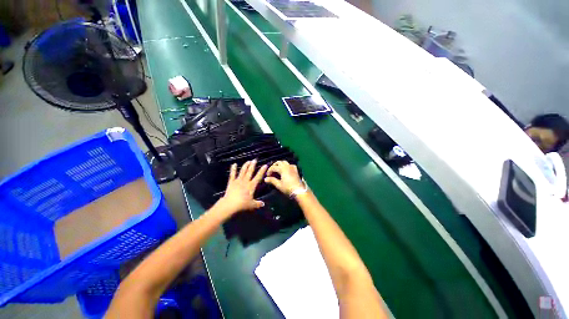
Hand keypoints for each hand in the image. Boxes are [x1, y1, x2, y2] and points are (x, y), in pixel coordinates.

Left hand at [219, 160, 267, 214]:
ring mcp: (238, 181)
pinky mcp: (231, 182)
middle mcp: (245, 181)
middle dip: (253, 165)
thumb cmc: (242, 204)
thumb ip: (258, 204)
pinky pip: (232, 174)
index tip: (265, 165)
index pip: (258, 176)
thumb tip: (263, 204)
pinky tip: (233, 164)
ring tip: (248, 161)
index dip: (262, 171)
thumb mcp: (252, 205)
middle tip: (255, 159)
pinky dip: (233, 169)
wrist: (230, 204)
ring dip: (245, 165)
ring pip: (243, 171)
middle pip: (250, 171)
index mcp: (251, 185)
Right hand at [264, 161, 304, 195]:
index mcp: (282, 168)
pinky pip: (289, 165)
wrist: (299, 190)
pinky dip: (285, 166)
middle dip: (274, 166)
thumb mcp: (279, 185)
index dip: (269, 171)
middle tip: (271, 172)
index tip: (267, 176)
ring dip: (280, 165)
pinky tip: (285, 171)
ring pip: (284, 162)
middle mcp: (287, 166)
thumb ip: (272, 180)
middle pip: (279, 162)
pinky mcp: (296, 169)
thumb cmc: (288, 188)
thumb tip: (265, 179)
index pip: (273, 167)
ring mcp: (292, 167)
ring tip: (277, 171)